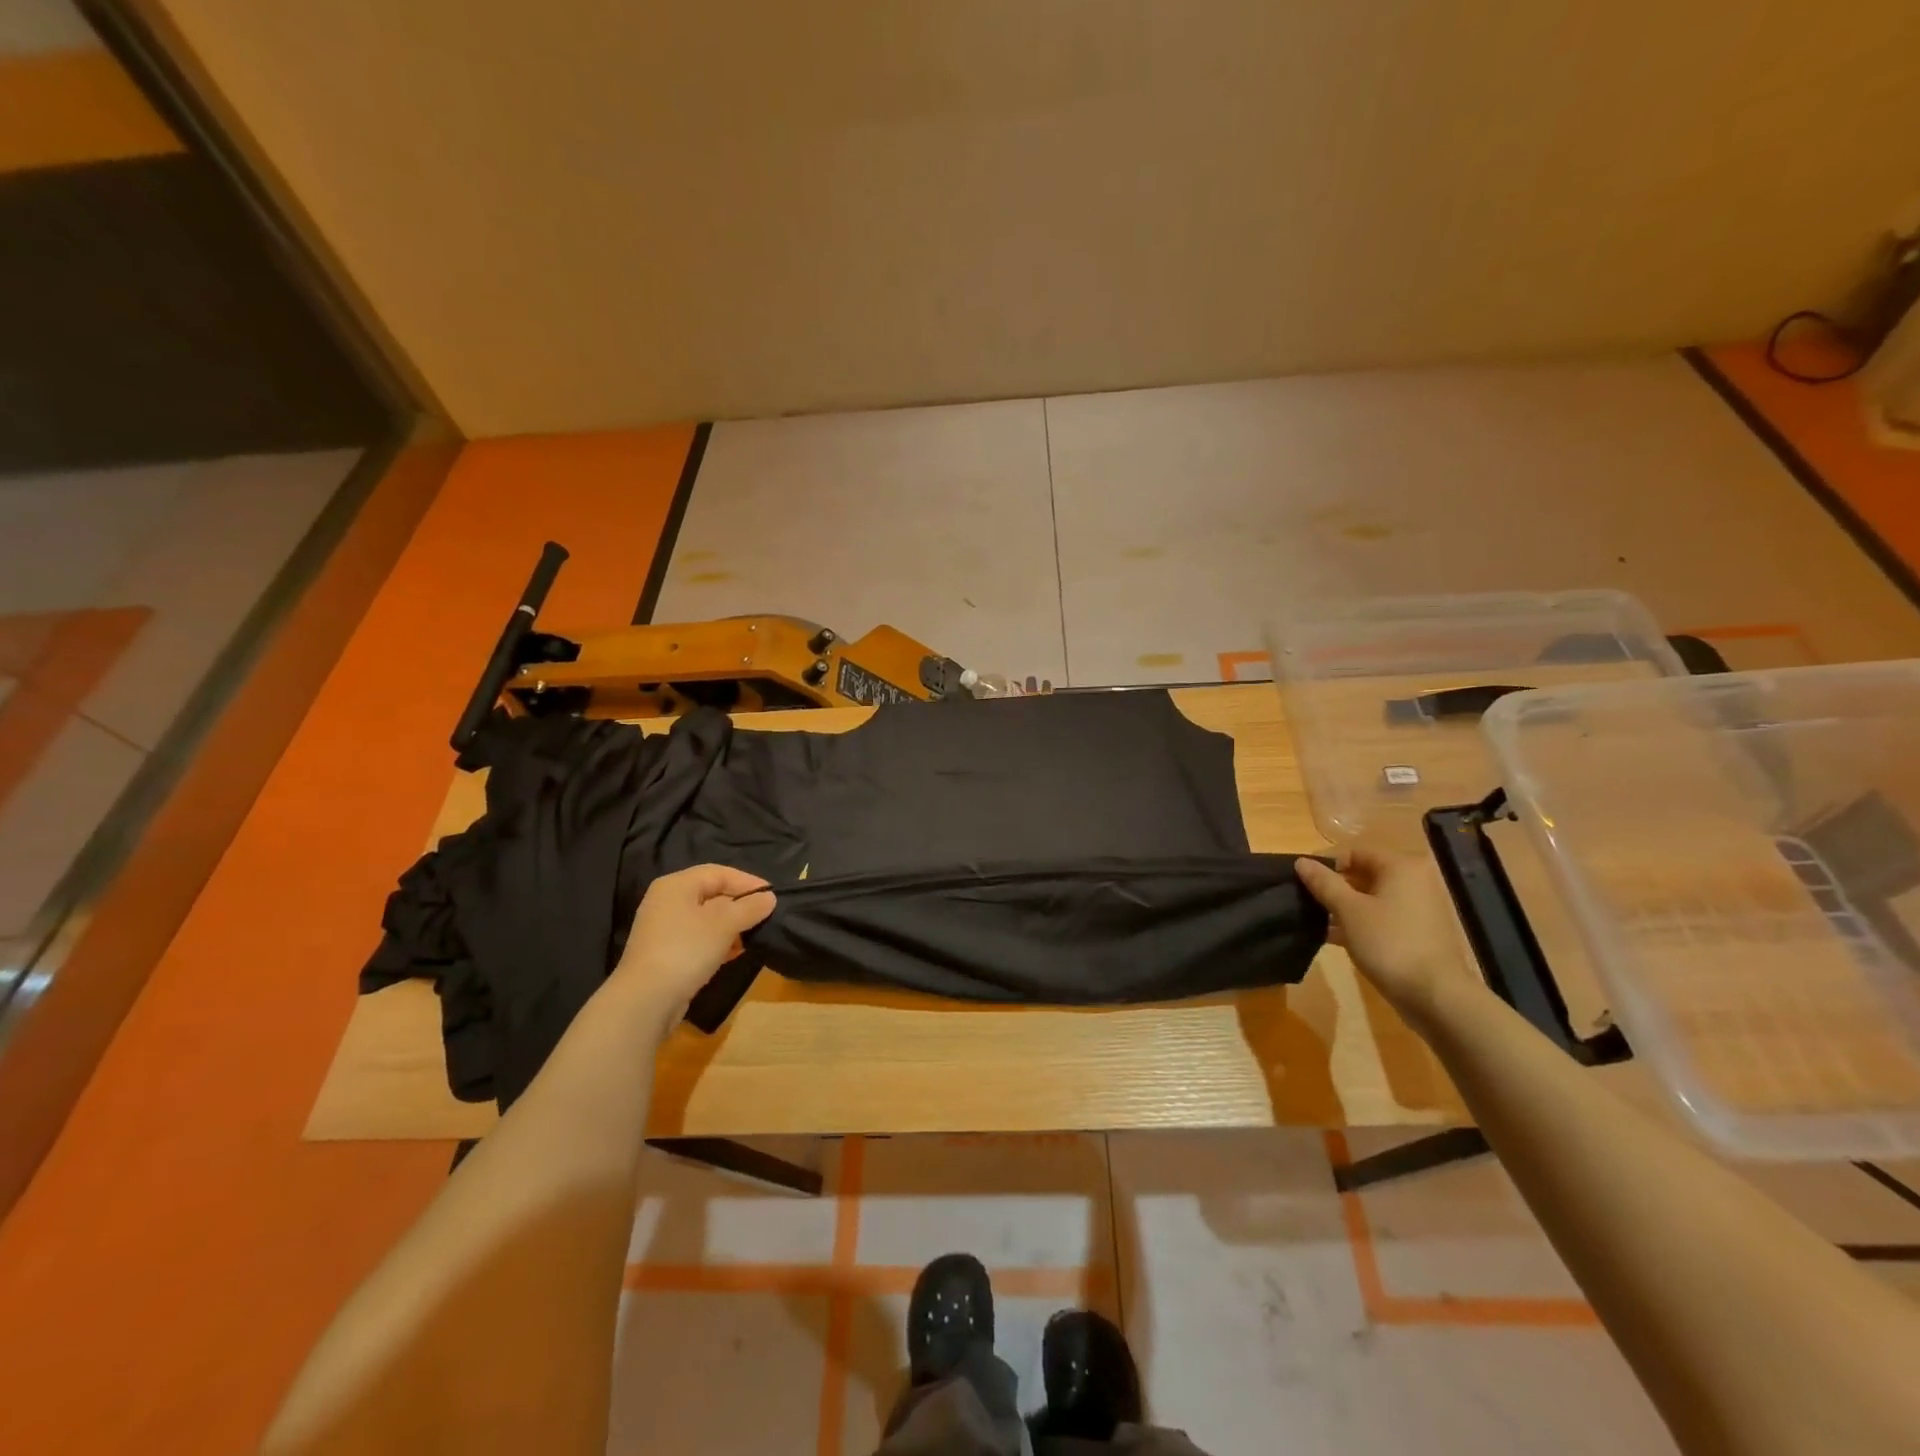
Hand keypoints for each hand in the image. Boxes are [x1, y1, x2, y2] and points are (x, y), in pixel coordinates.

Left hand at [611, 865, 775, 1023]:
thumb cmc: (686, 950)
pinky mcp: (665, 954)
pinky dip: (718, 942)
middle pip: (712, 894)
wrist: (646, 1001)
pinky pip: (698, 939)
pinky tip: (735, 953)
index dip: (747, 881)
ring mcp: (664, 929)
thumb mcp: (725, 924)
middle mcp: (667, 902)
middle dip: (740, 905)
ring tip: (753, 936)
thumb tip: (769, 898)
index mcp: (676, 885)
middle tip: (765, 916)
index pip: (718, 873)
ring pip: (706, 919)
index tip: (772, 895)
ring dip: (731, 926)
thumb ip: (749, 907)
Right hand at [1296, 848, 1473, 1030]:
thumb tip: (1301, 862)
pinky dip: (1358, 923)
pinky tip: (1332, 937)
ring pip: (1370, 898)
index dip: (1324, 864)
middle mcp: (1414, 881)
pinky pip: (1381, 917)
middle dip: (1332, 887)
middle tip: (1304, 900)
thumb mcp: (1348, 910)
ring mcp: (1418, 908)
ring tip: (1313, 920)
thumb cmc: (1389, 943)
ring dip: (1342, 907)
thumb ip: (1323, 883)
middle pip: (1363, 874)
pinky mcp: (1417, 933)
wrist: (1435, 996)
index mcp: (1401, 867)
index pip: (1353, 853)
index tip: (1300, 881)